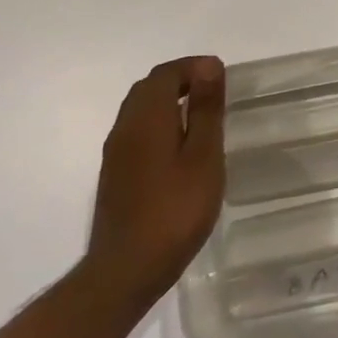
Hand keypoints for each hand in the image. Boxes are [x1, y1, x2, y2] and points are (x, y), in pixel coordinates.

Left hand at [83, 55, 226, 307]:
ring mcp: (116, 154)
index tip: (222, 77)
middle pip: (149, 88)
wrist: (125, 272)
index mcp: (146, 117)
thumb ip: (205, 109)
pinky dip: (160, 124)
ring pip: (141, 110)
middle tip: (215, 93)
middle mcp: (125, 128)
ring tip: (202, 118)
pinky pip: (137, 132)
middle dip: (182, 80)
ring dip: (169, 103)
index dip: (194, 67)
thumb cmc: (175, 210)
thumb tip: (208, 65)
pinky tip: (181, 149)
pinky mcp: (115, 176)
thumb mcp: (203, 155)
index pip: (166, 73)